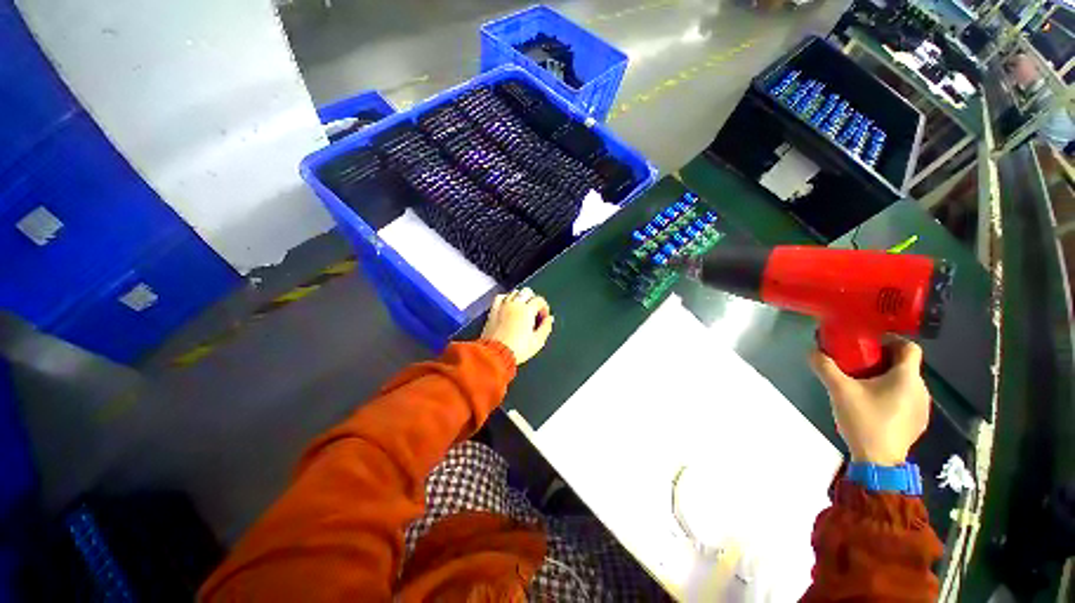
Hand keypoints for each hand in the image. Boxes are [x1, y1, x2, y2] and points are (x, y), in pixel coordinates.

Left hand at [481, 288, 553, 364]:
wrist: (496, 355)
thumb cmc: (516, 349)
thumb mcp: (538, 341)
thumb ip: (546, 327)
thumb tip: (549, 319)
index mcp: (527, 311)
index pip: (539, 300)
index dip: (544, 308)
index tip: (544, 317)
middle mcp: (514, 305)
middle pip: (527, 292)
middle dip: (533, 299)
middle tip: (535, 311)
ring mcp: (502, 307)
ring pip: (514, 293)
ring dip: (520, 298)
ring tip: (523, 308)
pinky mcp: (493, 311)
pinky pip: (500, 298)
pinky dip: (505, 298)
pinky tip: (508, 305)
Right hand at [809, 339, 929, 466]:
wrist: (879, 460)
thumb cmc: (864, 420)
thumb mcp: (839, 391)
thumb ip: (826, 368)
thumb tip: (812, 351)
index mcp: (907, 377)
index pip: (909, 347)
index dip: (892, 340)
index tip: (871, 343)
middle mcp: (921, 388)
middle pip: (906, 365)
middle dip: (884, 361)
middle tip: (860, 365)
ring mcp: (922, 407)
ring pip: (907, 383)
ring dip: (889, 379)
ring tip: (865, 386)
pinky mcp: (918, 422)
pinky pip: (907, 399)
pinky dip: (893, 395)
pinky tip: (875, 406)